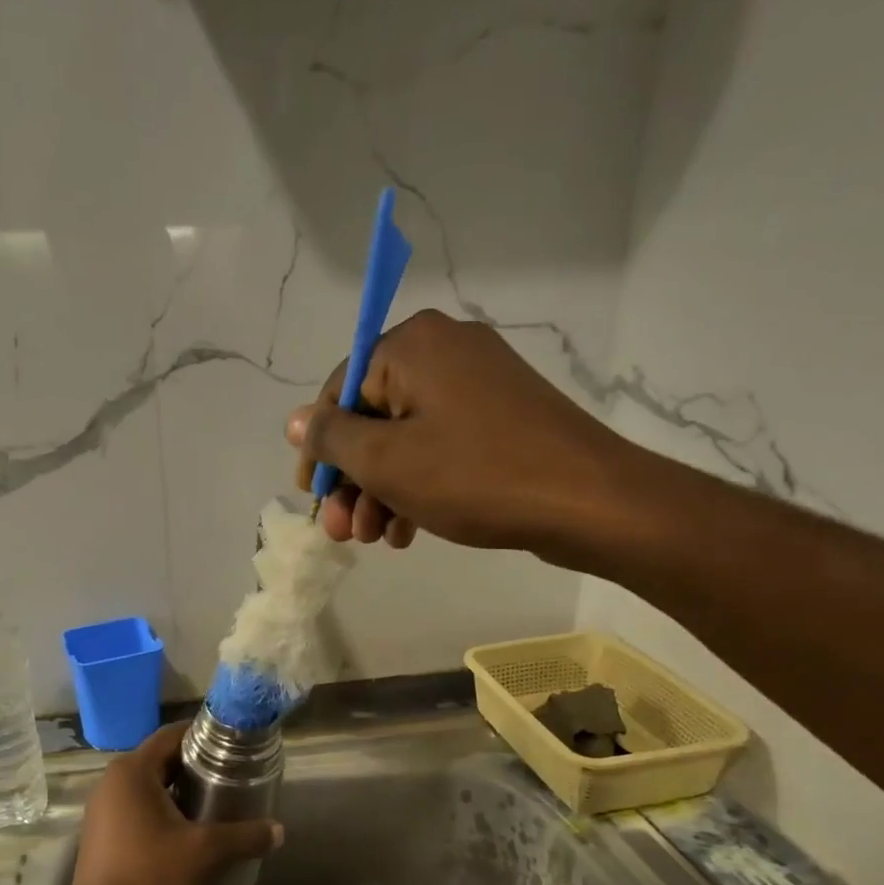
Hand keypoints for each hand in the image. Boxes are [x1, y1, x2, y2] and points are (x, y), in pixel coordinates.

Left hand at [63, 722, 282, 884]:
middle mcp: (111, 782)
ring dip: (179, 792)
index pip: (170, 735)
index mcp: (132, 772)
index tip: (232, 746)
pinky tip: (188, 833)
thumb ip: (244, 836)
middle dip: (195, 766)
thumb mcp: (204, 852)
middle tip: (231, 776)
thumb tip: (278, 830)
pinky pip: (136, 810)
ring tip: (216, 805)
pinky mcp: (101, 836)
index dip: (202, 736)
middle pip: (160, 760)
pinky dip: (162, 812)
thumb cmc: (150, 877)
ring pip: (148, 787)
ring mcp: (102, 810)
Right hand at [287, 310, 651, 567]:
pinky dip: (419, 485)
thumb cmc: (476, 476)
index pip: (340, 391)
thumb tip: (296, 420)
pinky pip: (441, 445)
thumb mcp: (387, 461)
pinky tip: (409, 531)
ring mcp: (478, 383)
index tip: (314, 499)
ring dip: (383, 491)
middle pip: (374, 417)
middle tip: (344, 532)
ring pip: (406, 438)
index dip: (320, 450)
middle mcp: (445, 350)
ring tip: (377, 539)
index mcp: (413, 345)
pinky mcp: (501, 416)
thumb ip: (332, 439)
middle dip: (353, 481)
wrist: (588, 500)